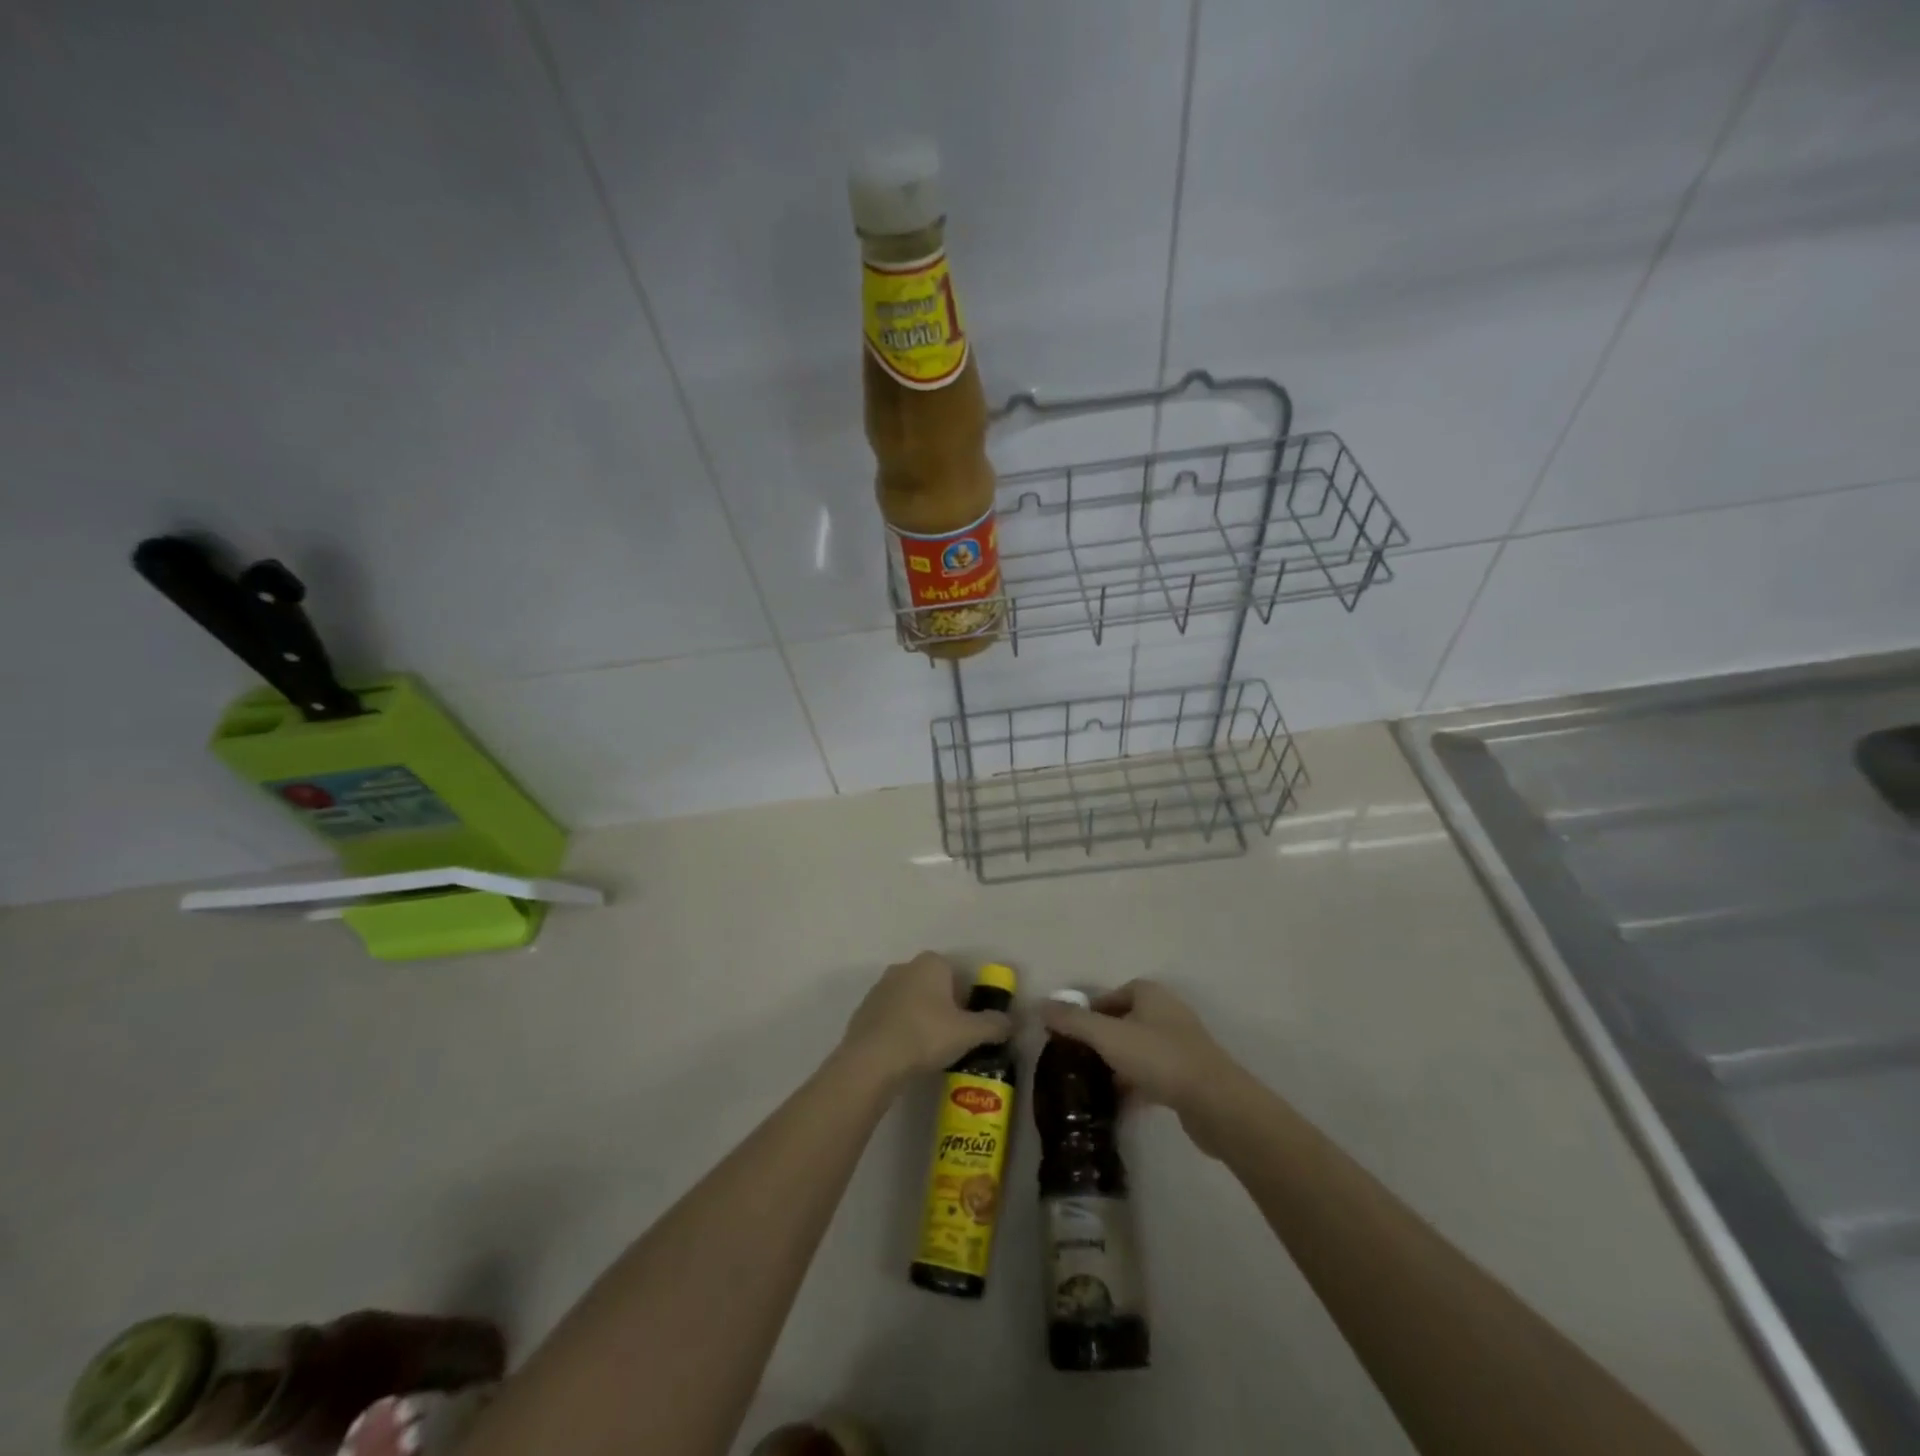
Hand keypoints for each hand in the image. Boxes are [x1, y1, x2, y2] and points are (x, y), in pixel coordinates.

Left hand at [839, 952, 1012, 1086]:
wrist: (872, 1060)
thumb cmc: (926, 1035)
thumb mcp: (969, 1033)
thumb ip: (994, 1025)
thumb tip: (1012, 1022)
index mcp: (931, 963)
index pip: (958, 975)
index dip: (967, 1000)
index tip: (969, 1026)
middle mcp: (904, 966)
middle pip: (934, 986)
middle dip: (944, 1008)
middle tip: (952, 1039)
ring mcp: (880, 987)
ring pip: (911, 1001)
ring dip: (921, 1019)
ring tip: (928, 1051)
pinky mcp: (864, 1010)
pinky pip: (891, 1017)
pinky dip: (901, 1030)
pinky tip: (905, 1054)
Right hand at [1039, 980, 1244, 1147]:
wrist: (1215, 1103)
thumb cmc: (1159, 1058)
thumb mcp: (1107, 1037)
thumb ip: (1073, 1021)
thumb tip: (1040, 1005)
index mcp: (1151, 995)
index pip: (1113, 994)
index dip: (1090, 1011)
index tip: (1070, 1033)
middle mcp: (1167, 1013)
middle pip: (1125, 1021)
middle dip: (1101, 1039)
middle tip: (1077, 1059)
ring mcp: (1181, 1045)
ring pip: (1138, 1050)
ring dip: (1117, 1064)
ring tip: (1092, 1084)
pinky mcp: (1189, 1076)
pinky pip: (1153, 1075)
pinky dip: (1135, 1085)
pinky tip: (1118, 1105)